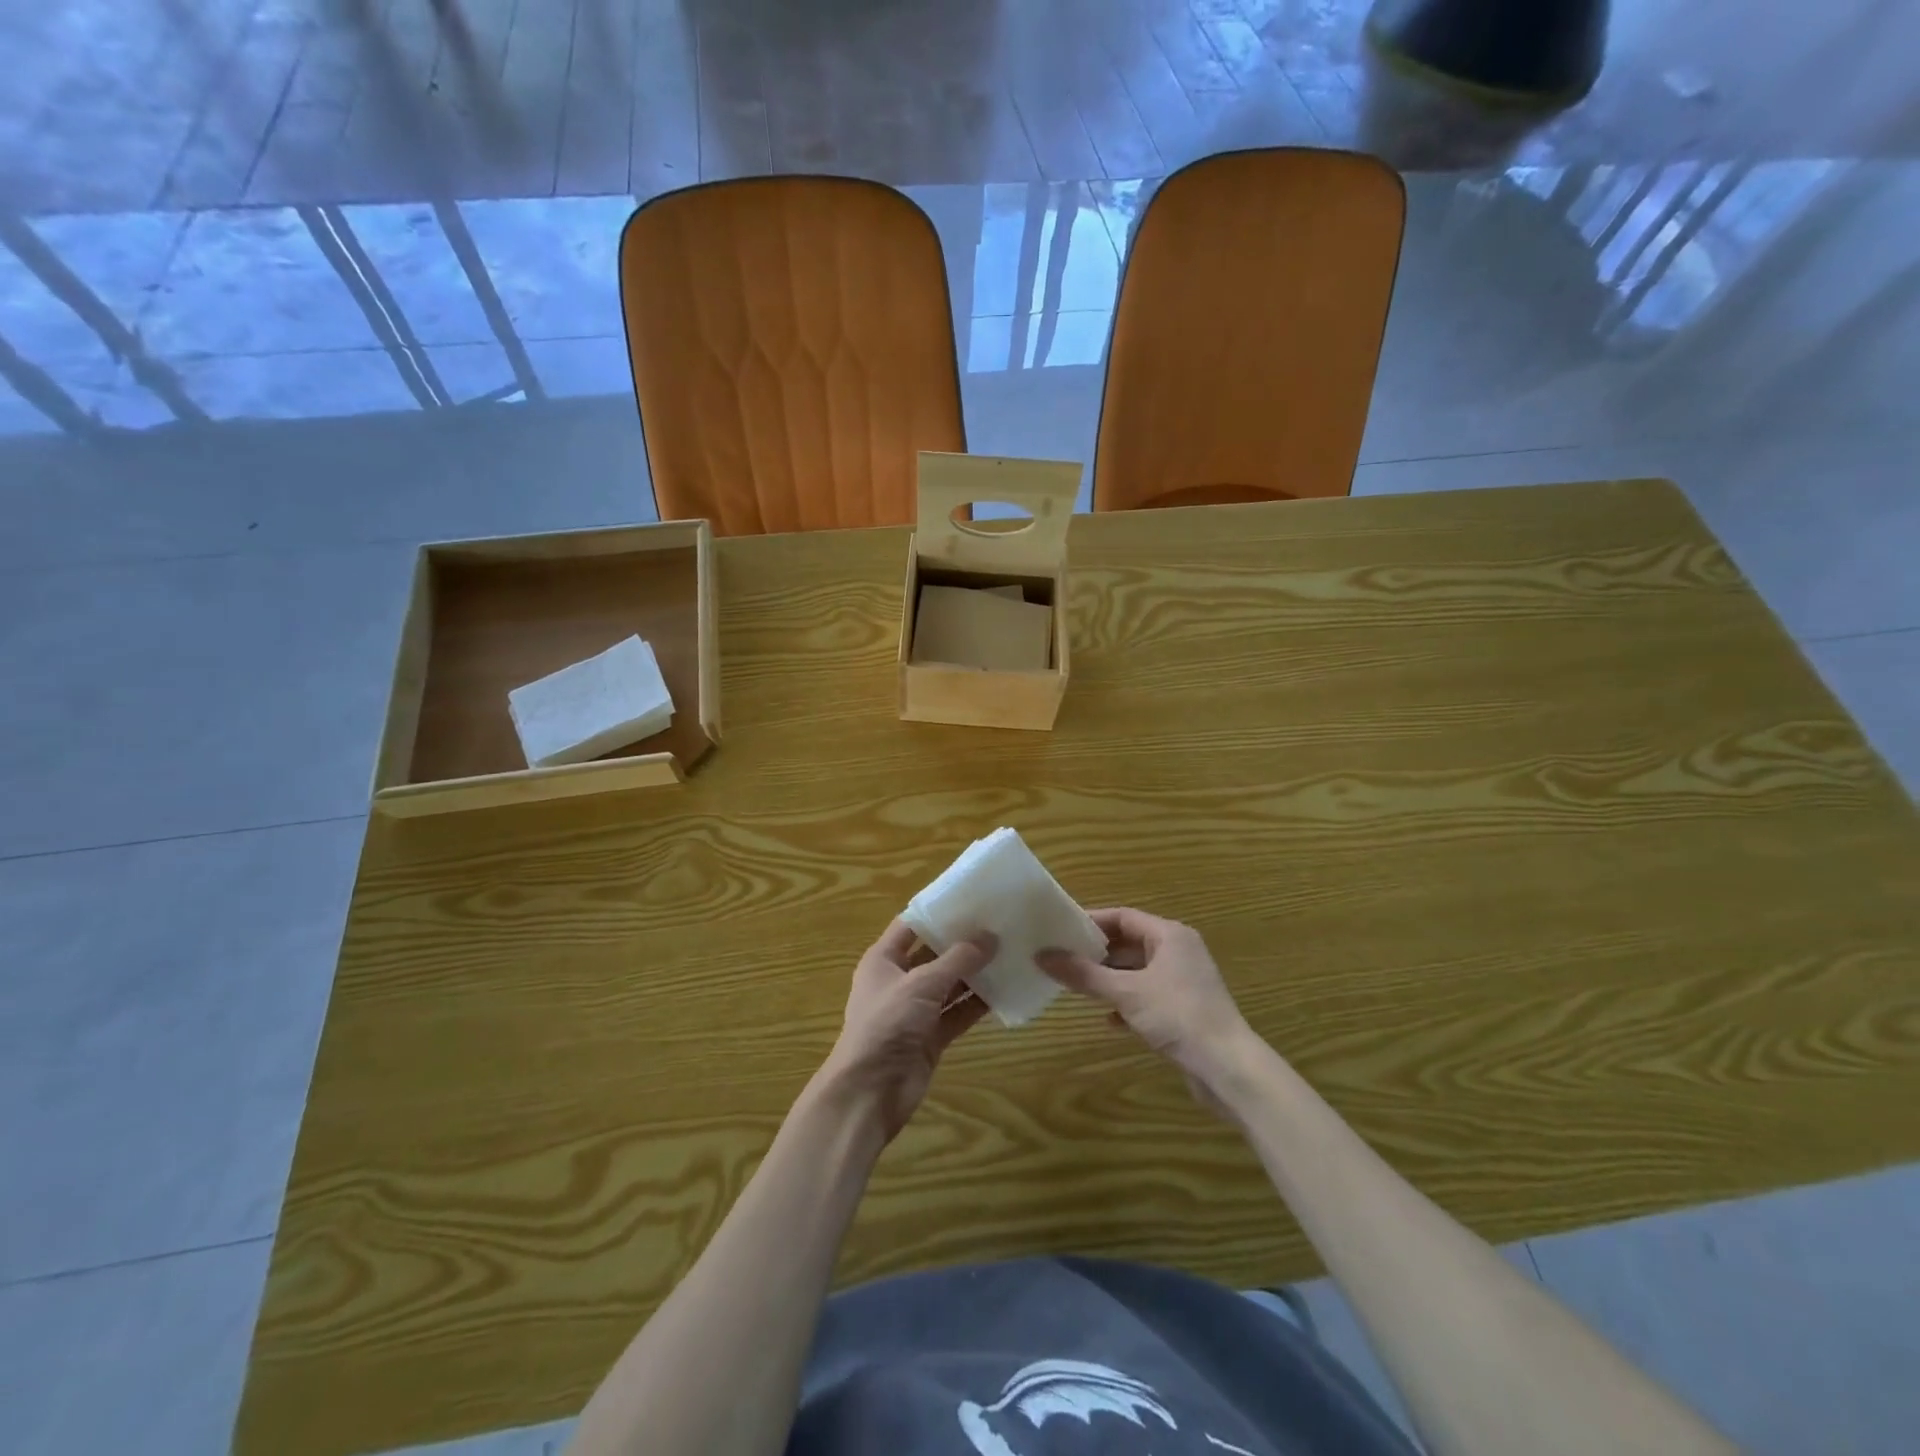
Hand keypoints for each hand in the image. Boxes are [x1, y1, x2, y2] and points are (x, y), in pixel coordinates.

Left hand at [815, 921, 994, 1142]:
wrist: (869, 1092)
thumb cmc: (886, 1024)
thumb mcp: (922, 984)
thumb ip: (957, 960)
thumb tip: (990, 936)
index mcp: (883, 959)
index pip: (912, 925)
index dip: (939, 912)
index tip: (972, 899)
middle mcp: (899, 980)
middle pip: (934, 954)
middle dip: (963, 943)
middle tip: (1000, 925)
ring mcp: (915, 1010)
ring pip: (949, 984)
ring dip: (975, 974)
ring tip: (1010, 953)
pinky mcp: (930, 1036)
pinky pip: (957, 1013)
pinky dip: (977, 1004)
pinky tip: (1005, 990)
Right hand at [1038, 907, 1255, 1112]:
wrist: (1227, 1068)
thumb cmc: (1177, 1016)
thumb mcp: (1126, 992)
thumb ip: (1084, 974)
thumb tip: (1042, 955)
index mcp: (1170, 935)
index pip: (1123, 917)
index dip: (1091, 922)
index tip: (1060, 930)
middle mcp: (1179, 951)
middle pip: (1130, 943)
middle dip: (1097, 953)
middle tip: (1063, 959)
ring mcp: (1184, 981)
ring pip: (1138, 972)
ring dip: (1110, 979)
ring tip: (1078, 987)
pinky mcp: (1185, 1009)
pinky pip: (1148, 996)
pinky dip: (1127, 1002)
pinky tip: (1110, 1020)